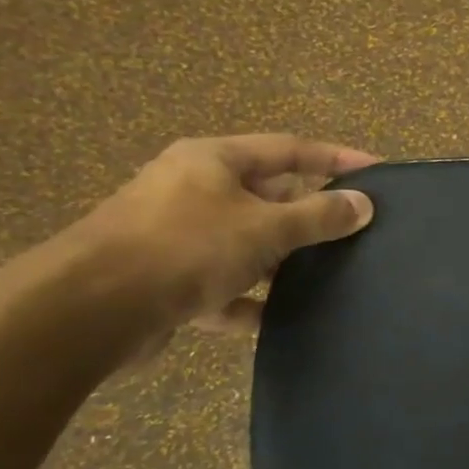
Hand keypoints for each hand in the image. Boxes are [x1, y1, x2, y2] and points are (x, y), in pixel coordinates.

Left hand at [66, 133, 376, 348]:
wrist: (91, 310)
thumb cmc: (185, 248)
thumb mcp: (263, 228)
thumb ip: (318, 217)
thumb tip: (363, 205)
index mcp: (213, 161)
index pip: (289, 149)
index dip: (335, 157)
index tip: (378, 171)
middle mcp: (193, 191)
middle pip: (267, 196)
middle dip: (309, 215)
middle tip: (356, 231)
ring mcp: (177, 237)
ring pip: (245, 244)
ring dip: (281, 261)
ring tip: (328, 277)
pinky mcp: (167, 282)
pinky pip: (221, 286)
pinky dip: (247, 300)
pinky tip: (274, 319)